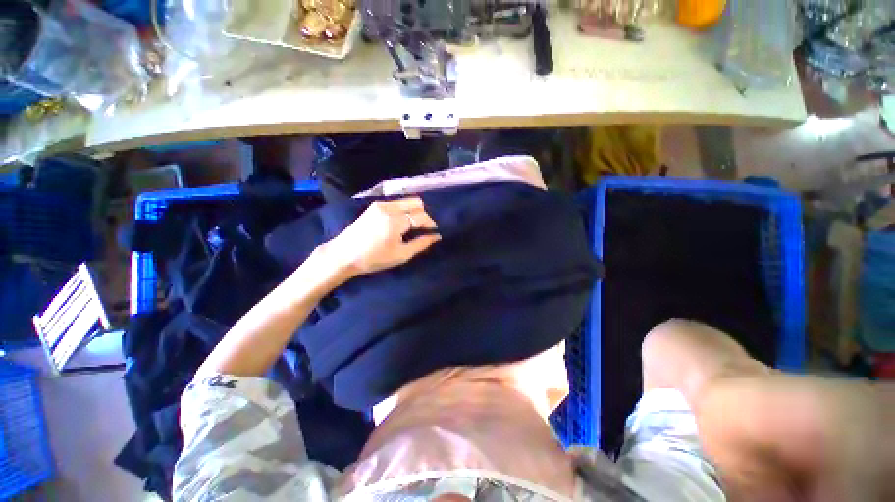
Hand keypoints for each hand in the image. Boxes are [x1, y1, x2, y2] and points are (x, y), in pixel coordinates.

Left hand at [323, 197, 440, 276]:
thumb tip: (436, 236)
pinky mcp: (374, 206)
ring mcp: (380, 204)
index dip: (431, 224)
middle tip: (424, 229)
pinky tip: (402, 223)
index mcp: (396, 221)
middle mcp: (389, 207)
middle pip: (416, 202)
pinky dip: (404, 211)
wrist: (343, 254)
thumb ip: (421, 244)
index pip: (421, 216)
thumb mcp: (401, 255)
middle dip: (424, 214)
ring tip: (413, 227)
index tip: (434, 232)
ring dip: (414, 211)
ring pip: (406, 201)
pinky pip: (396, 203)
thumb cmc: (373, 258)